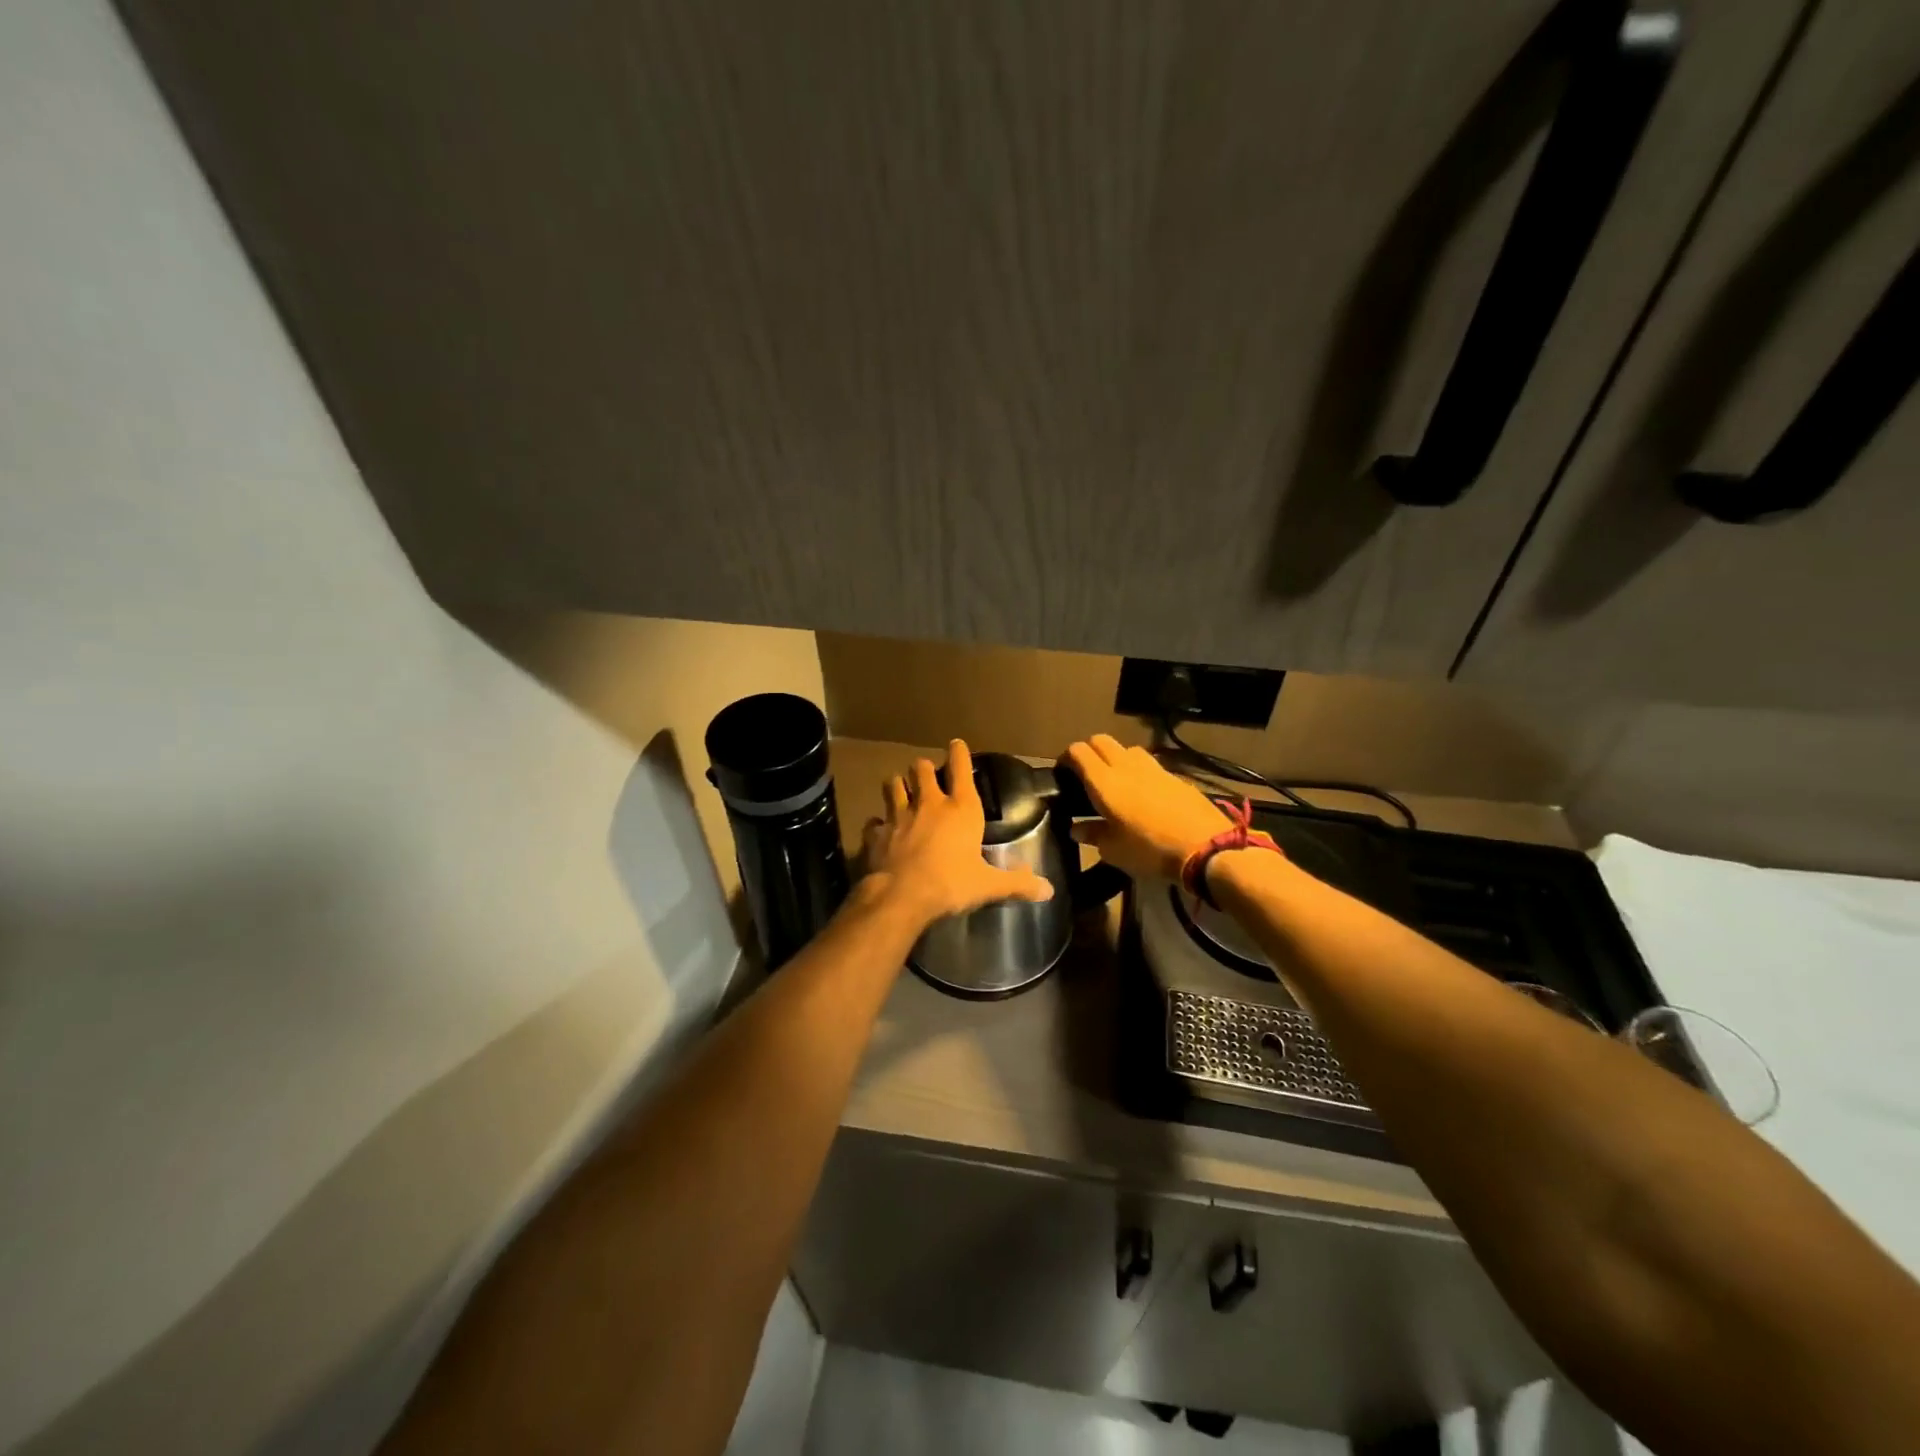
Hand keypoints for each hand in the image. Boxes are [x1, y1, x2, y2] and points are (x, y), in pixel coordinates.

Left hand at [863, 740, 1053, 927]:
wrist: (901, 897)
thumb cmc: (951, 884)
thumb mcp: (988, 885)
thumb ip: (1017, 883)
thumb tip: (1048, 890)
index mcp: (961, 809)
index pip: (961, 769)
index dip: (959, 753)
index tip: (956, 744)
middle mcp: (929, 803)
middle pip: (922, 769)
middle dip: (924, 768)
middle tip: (926, 774)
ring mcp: (899, 815)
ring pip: (894, 784)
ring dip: (898, 785)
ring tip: (901, 790)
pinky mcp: (877, 832)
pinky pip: (875, 820)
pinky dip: (878, 823)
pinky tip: (880, 828)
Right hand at [1064, 734, 1231, 881]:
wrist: (1205, 847)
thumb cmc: (1150, 850)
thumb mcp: (1114, 850)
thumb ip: (1093, 834)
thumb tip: (1077, 828)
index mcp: (1104, 782)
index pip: (1078, 751)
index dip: (1066, 757)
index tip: (1063, 774)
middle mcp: (1125, 766)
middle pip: (1100, 740)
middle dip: (1089, 751)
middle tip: (1085, 773)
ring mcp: (1153, 767)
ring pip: (1126, 748)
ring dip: (1115, 756)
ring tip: (1115, 779)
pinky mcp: (1174, 775)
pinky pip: (1149, 763)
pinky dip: (1138, 769)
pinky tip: (1143, 791)